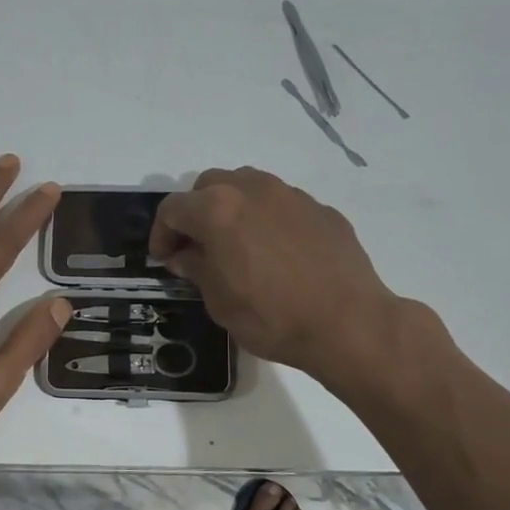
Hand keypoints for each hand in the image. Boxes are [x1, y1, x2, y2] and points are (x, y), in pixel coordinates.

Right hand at [149, 167, 445, 395]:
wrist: (348, 323)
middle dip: (195, 213)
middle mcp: (252, 189)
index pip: (172, 209)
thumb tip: (184, 255)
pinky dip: (267, 220)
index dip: (161, 234)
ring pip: (247, 186)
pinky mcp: (321, 209)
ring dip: (231, 208)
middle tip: (197, 247)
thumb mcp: (219, 301)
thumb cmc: (271, 316)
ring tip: (236, 244)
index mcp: (217, 209)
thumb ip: (196, 268)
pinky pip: (281, 205)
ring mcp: (291, 195)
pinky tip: (276, 253)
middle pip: (208, 186)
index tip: (164, 259)